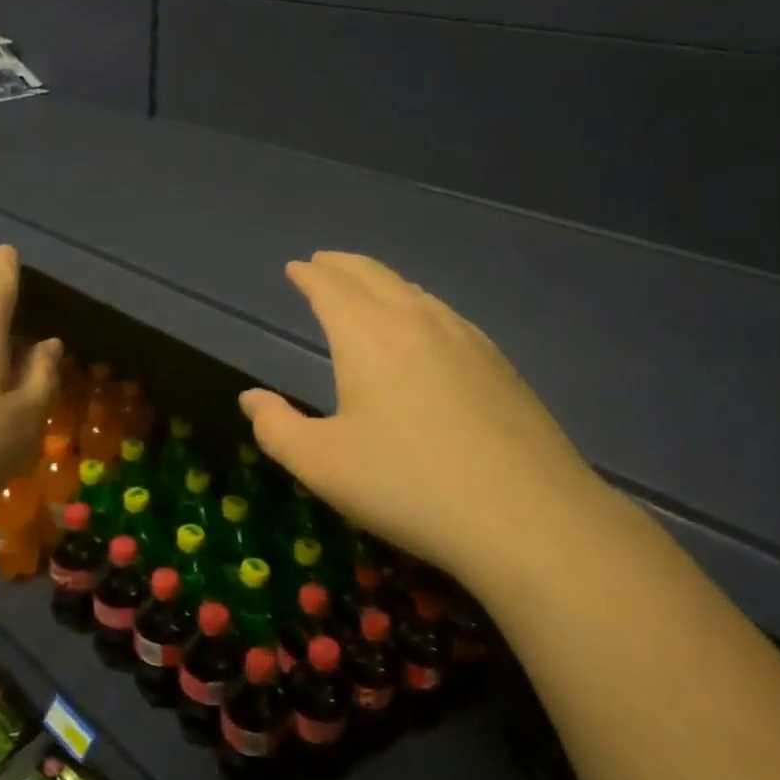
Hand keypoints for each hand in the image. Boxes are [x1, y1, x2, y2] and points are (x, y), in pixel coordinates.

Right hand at [238, 253, 609, 588]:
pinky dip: (419, 305)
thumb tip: (251, 399)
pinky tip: (427, 326)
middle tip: (325, 262)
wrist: (528, 518)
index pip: (331, 289)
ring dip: (383, 281)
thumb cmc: (408, 486)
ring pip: (415, 292)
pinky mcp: (500, 365)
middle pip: (375, 277)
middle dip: (344, 266)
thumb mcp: (322, 465)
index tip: (296, 267)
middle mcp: (417, 322)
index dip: (310, 276)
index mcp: (368, 336)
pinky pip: (446, 315)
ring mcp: (466, 339)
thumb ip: (276, 428)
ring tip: (368, 286)